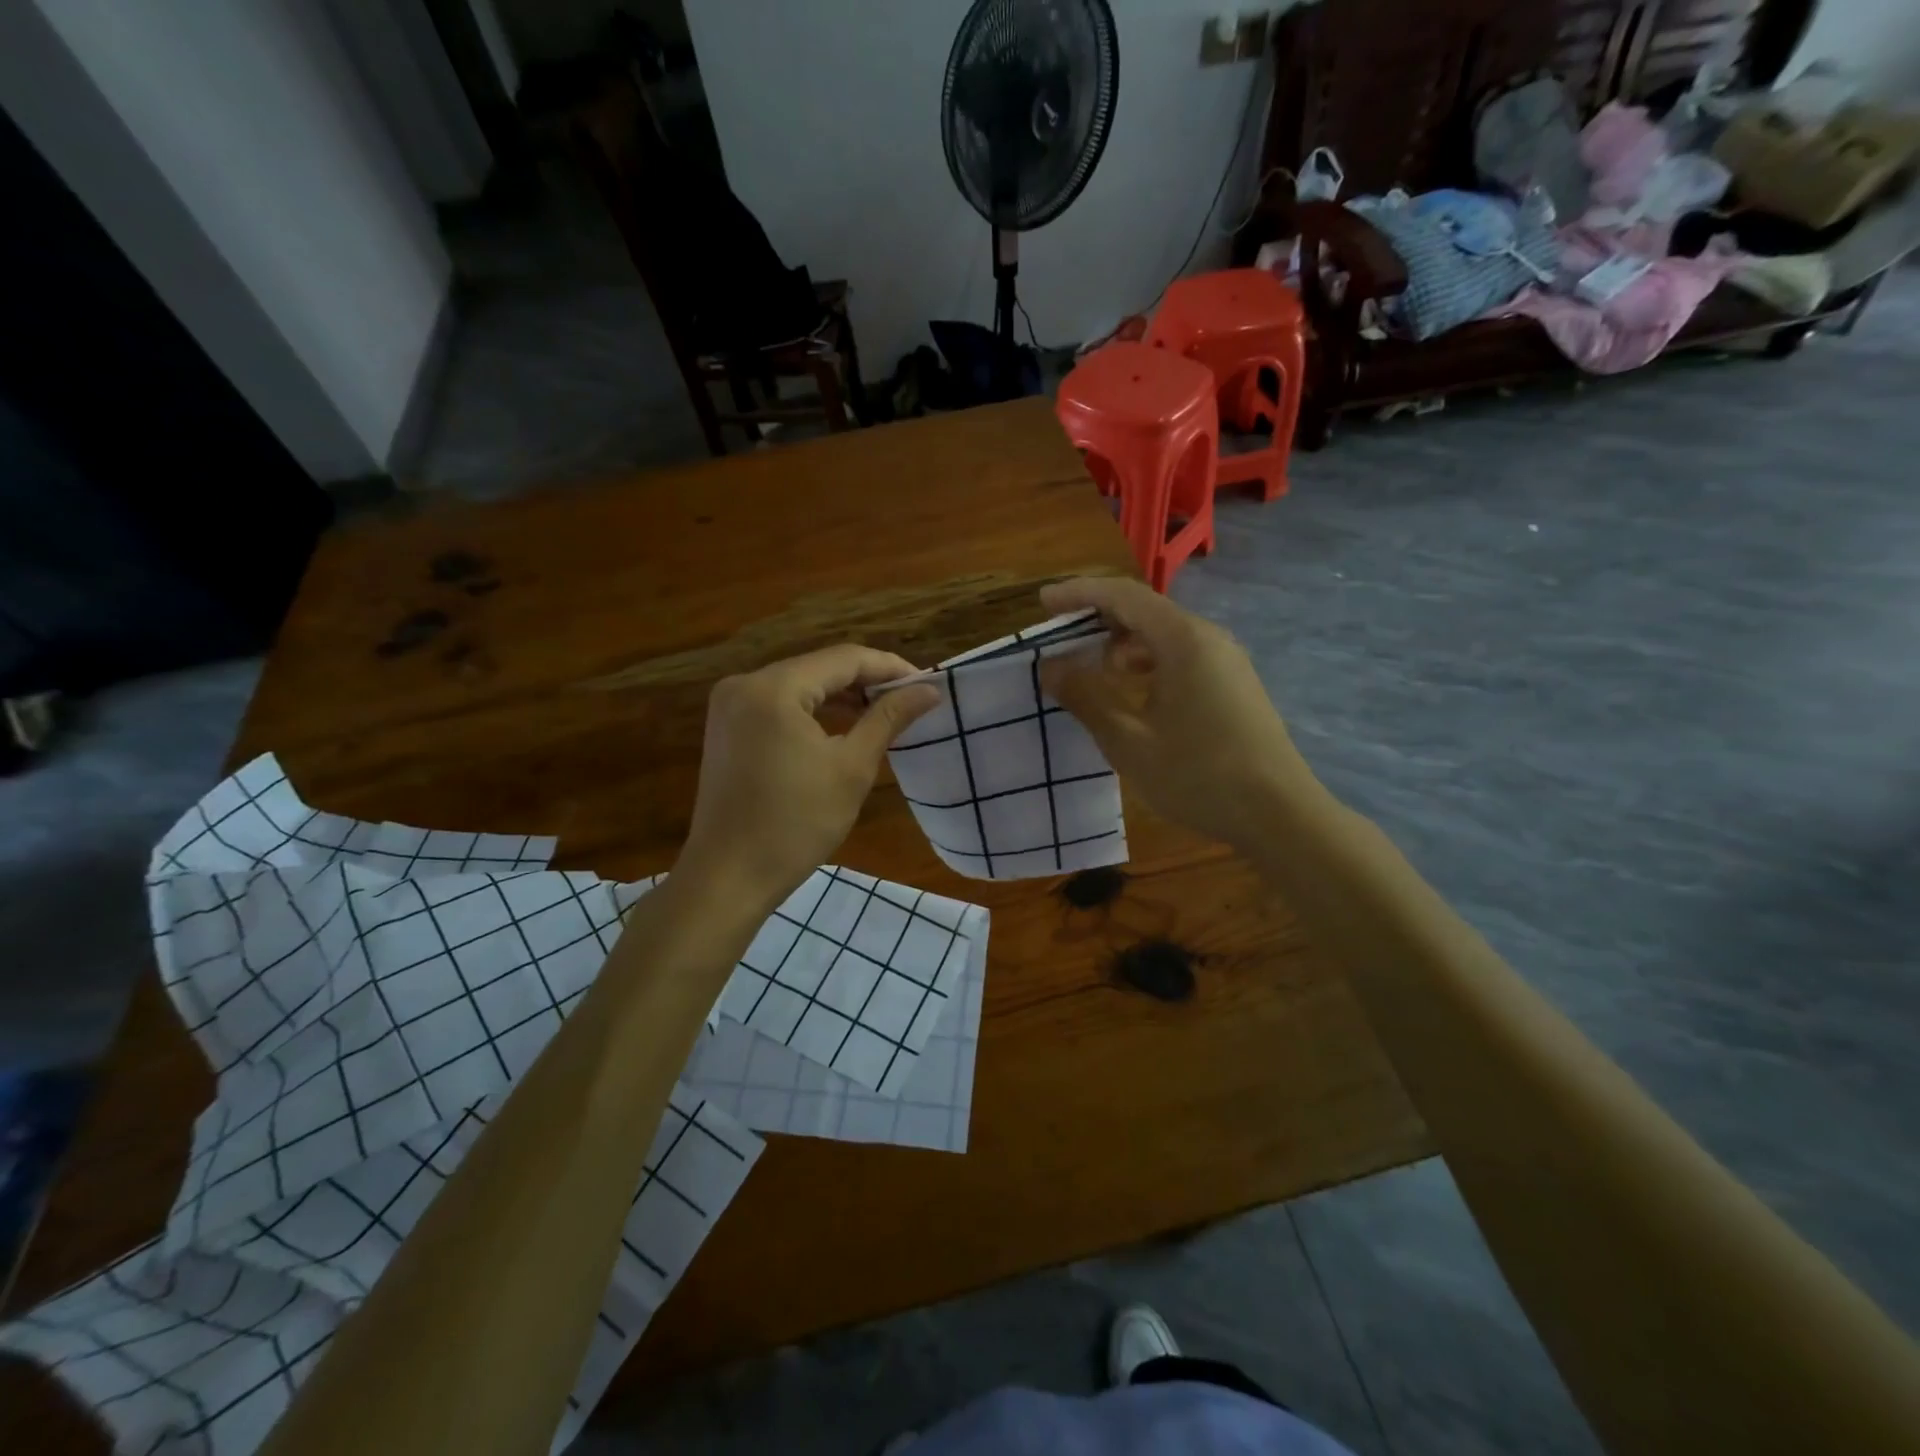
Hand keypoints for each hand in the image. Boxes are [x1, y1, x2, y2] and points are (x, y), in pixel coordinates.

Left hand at [679, 645, 939, 911]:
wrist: (729, 877)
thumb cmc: (796, 824)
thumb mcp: (851, 767)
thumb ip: (888, 718)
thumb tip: (930, 690)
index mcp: (773, 688)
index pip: (844, 658)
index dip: (890, 667)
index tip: (928, 684)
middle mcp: (744, 683)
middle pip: (819, 667)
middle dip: (866, 681)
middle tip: (910, 699)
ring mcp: (730, 705)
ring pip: (800, 684)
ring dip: (841, 695)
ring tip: (884, 712)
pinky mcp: (727, 727)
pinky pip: (779, 704)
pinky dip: (813, 710)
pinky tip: (842, 725)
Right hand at [1038, 578, 1314, 850]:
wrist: (1280, 815)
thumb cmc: (1198, 775)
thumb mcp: (1129, 741)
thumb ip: (1086, 698)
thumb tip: (1051, 667)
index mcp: (1183, 640)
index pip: (1123, 596)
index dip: (1079, 594)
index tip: (1043, 603)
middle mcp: (1208, 639)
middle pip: (1145, 611)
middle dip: (1098, 620)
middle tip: (1060, 640)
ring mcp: (1226, 662)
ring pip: (1163, 637)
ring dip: (1122, 646)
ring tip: (1092, 673)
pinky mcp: (1233, 685)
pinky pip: (1181, 658)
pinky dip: (1147, 665)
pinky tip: (1132, 695)